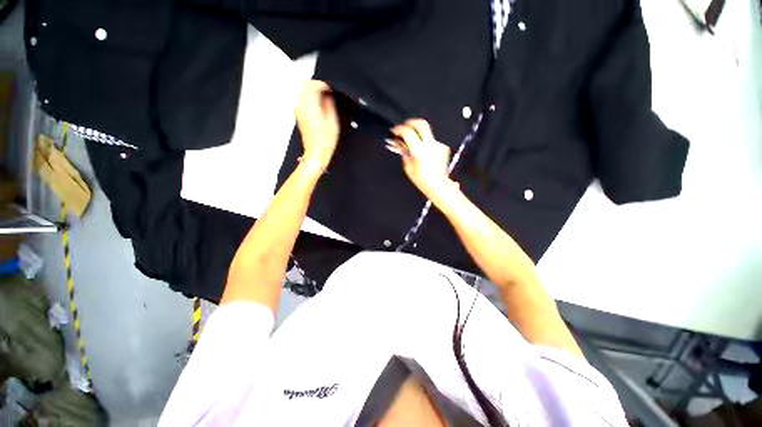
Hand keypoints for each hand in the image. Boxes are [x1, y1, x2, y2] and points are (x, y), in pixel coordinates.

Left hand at [295, 80, 339, 169]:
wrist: (316, 152)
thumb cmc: (325, 141)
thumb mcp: (333, 122)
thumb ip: (329, 105)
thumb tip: (328, 96)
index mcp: (310, 107)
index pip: (313, 85)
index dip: (323, 84)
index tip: (330, 88)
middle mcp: (301, 107)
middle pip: (304, 85)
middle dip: (316, 85)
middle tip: (326, 90)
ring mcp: (298, 111)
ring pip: (302, 91)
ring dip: (312, 91)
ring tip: (324, 98)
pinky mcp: (299, 116)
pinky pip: (302, 100)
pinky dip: (310, 99)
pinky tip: (319, 106)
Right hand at [390, 119, 456, 198]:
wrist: (437, 184)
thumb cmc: (423, 180)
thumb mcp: (408, 168)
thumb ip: (405, 154)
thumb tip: (402, 146)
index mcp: (419, 150)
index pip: (408, 132)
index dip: (399, 129)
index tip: (395, 131)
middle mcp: (430, 145)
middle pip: (422, 124)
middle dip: (411, 122)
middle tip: (405, 127)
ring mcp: (438, 145)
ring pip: (427, 135)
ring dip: (420, 138)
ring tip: (416, 148)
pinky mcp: (443, 148)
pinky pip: (432, 143)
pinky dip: (427, 146)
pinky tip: (426, 155)